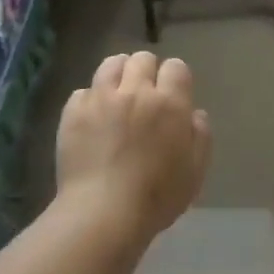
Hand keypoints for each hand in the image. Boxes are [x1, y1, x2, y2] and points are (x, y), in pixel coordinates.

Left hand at [55, 51, 211, 244]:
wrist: (102, 213)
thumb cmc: (157, 197)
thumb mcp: (195, 171)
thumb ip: (200, 136)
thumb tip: (194, 114)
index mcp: (170, 103)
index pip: (176, 67)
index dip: (175, 78)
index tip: (173, 95)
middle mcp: (136, 92)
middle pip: (142, 59)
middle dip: (147, 71)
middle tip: (145, 95)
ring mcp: (101, 99)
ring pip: (111, 64)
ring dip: (118, 74)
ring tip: (117, 94)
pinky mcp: (73, 112)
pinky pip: (83, 91)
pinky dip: (90, 99)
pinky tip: (92, 118)